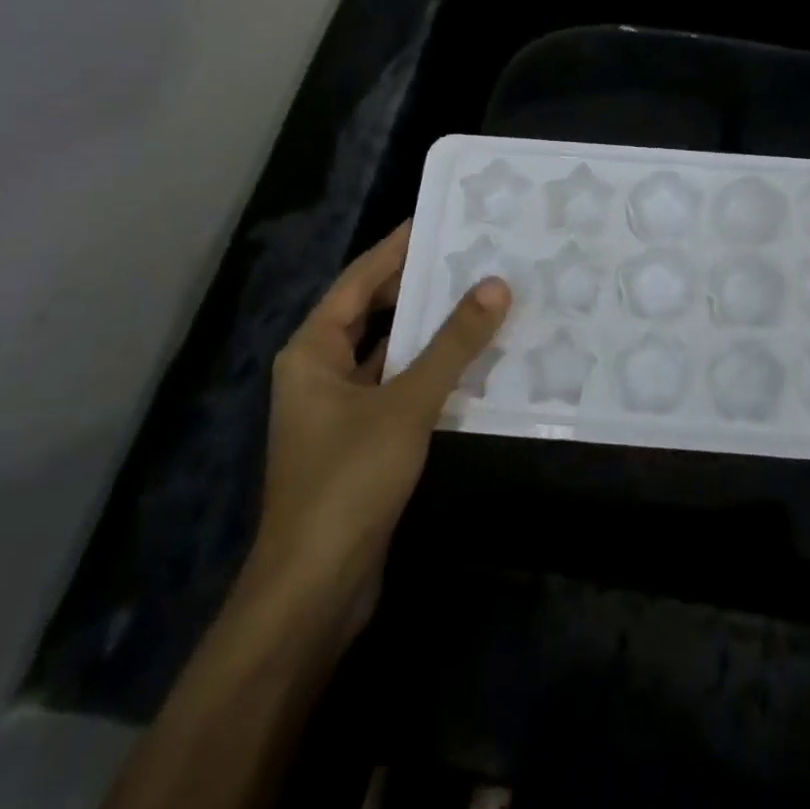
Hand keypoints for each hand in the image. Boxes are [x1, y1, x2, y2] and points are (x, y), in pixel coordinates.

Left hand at [242, 222, 511, 657]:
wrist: (314, 591)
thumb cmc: (348, 482)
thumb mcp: (406, 403)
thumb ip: (453, 344)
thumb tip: (496, 284)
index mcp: (313, 351)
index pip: (360, 279)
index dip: (397, 247)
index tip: (437, 217)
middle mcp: (321, 371)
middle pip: (373, 311)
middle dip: (418, 284)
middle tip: (471, 253)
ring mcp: (340, 409)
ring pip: (391, 351)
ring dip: (430, 329)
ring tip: (480, 296)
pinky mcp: (362, 441)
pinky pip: (401, 386)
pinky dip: (432, 369)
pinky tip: (473, 360)